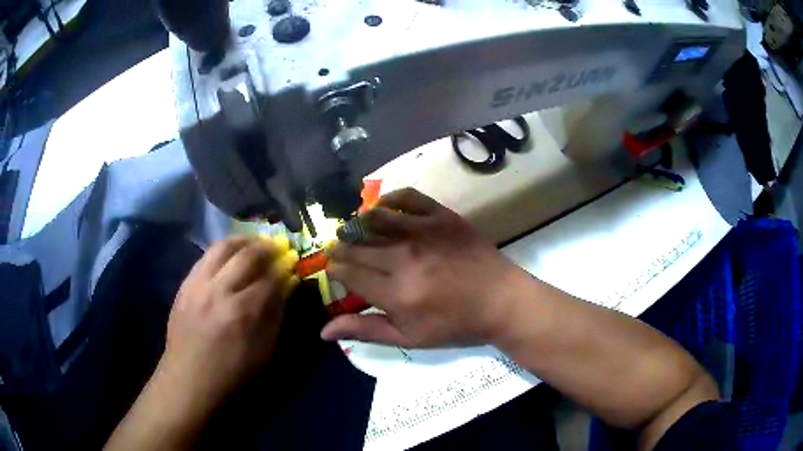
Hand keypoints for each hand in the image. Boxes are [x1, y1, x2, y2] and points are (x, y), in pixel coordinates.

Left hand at [157, 236, 298, 407]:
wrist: (189, 376)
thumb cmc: (232, 370)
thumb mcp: (264, 350)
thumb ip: (276, 314)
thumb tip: (286, 285)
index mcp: (242, 312)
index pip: (269, 279)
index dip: (284, 268)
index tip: (292, 262)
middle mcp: (219, 291)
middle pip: (247, 255)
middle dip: (267, 247)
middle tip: (277, 247)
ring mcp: (198, 284)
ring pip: (223, 247)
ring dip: (244, 240)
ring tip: (255, 243)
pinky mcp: (185, 283)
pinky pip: (206, 256)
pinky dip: (223, 250)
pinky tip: (232, 254)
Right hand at [321, 188, 522, 347]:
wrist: (501, 301)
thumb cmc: (456, 325)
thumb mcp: (410, 338)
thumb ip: (366, 331)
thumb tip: (323, 331)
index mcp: (395, 293)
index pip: (347, 273)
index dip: (334, 269)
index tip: (334, 269)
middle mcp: (404, 258)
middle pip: (356, 246)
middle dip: (340, 249)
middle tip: (339, 251)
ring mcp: (424, 232)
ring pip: (374, 219)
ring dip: (356, 224)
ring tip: (352, 231)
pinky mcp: (442, 216)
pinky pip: (407, 197)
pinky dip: (388, 199)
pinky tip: (380, 208)